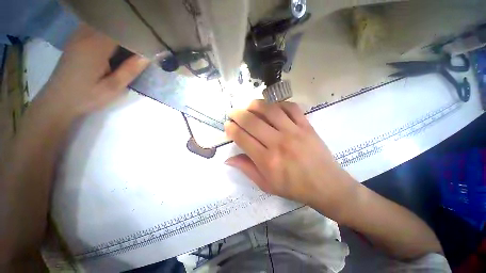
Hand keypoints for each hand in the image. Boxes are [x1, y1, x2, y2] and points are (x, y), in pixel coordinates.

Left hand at [39, 24, 149, 116]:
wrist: (58, 100)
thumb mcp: (113, 87)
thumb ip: (131, 70)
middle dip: (129, 30)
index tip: (150, 42)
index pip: (121, 29)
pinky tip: (115, 41)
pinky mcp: (76, 39)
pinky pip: (96, 26)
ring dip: (119, 30)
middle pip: (112, 23)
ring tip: (132, 41)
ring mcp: (78, 35)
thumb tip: (148, 56)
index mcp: (96, 46)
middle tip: (143, 42)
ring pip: (104, 23)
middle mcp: (85, 34)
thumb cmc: (87, 96)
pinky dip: (108, 30)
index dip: (137, 33)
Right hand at [225, 100, 356, 216]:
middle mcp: (278, 142)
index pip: (242, 138)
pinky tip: (272, 107)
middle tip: (233, 113)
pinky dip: (278, 104)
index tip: (227, 125)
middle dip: (238, 114)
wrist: (326, 185)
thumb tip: (228, 159)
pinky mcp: (306, 126)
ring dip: (255, 105)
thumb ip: (246, 169)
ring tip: (248, 106)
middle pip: (252, 121)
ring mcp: (294, 132)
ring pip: (270, 110)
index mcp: (267, 160)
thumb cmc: (294, 188)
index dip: (231, 129)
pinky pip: (291, 107)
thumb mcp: (266, 185)